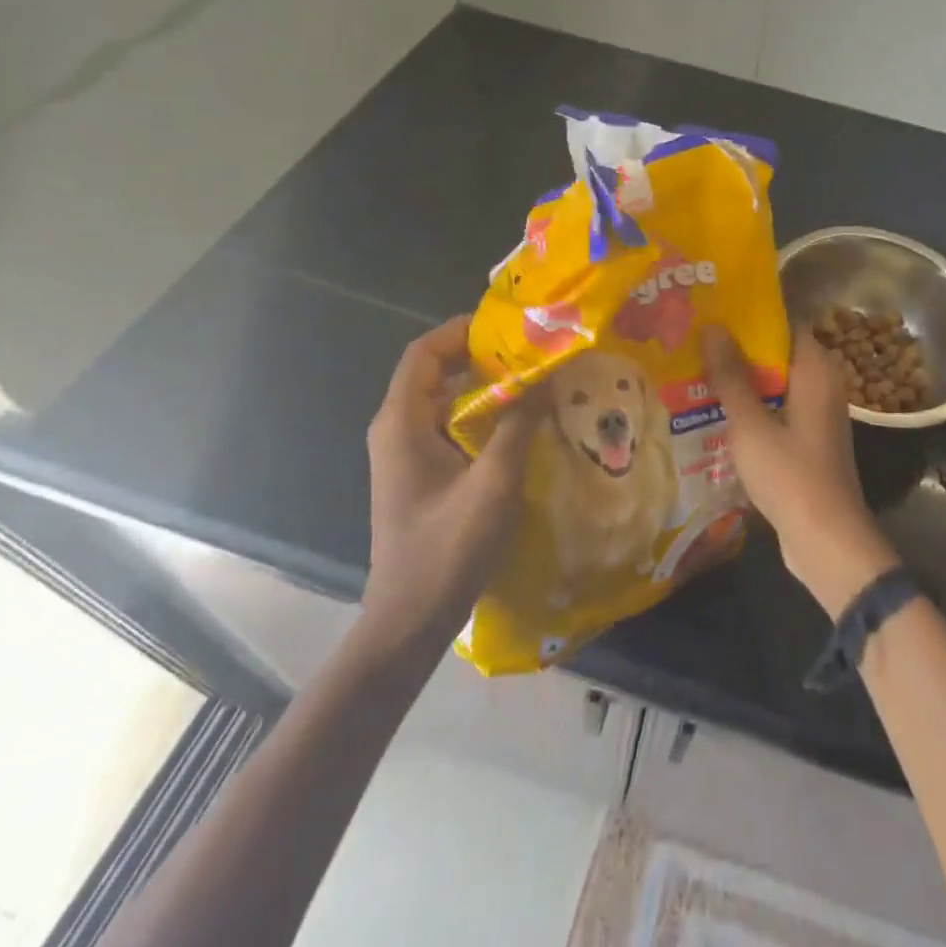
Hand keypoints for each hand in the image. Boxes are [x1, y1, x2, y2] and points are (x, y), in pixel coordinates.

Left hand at [358, 317, 536, 651]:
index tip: (507, 326)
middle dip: (480, 356)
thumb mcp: (493, 482)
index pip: (424, 353)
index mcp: (402, 423)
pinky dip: (481, 414)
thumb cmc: (447, 548)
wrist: (410, 620)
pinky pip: (449, 425)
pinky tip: (518, 422)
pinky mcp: (421, 474)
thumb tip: (548, 376)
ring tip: (533, 379)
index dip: (461, 331)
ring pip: (444, 399)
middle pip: (435, 371)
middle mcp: (397, 429)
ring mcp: (407, 453)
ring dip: (484, 386)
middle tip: (531, 352)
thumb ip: (520, 424)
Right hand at [703, 325, 900, 619]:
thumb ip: (731, 376)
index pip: (785, 324)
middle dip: (738, 350)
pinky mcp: (808, 442)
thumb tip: (714, 326)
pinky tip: (716, 413)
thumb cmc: (791, 475)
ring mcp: (816, 416)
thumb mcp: (751, 424)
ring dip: (742, 382)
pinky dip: (752, 408)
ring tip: (695, 372)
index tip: (713, 311)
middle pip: (777, 354)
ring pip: (775, 385)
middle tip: (694, 342)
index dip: (750, 317)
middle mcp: (822, 385)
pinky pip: (777, 411)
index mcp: (816, 370)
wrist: (827, 542)